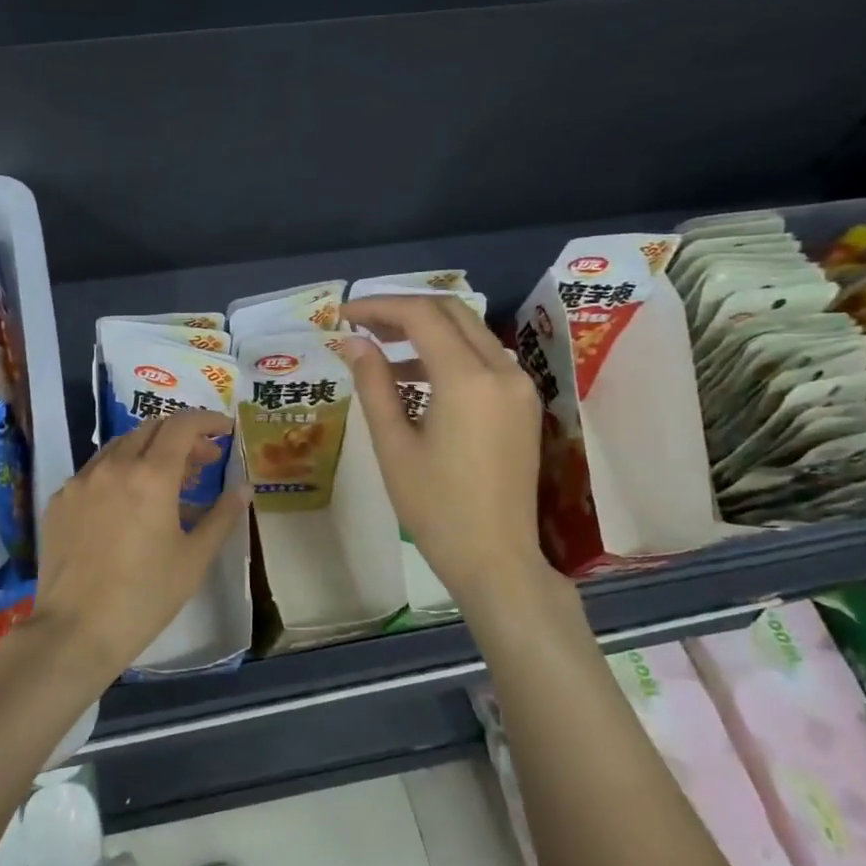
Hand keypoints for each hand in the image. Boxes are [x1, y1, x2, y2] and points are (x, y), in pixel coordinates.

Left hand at [32, 410, 248, 689]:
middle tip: (204, 461)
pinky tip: (127, 503)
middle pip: (150, 430)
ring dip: (149, 452)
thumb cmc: (145, 597)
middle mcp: (112, 466)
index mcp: (151, 476)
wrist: (75, 630)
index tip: (225, 430)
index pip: (182, 425)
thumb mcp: (193, 559)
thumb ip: (221, 517)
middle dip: (181, 437)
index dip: (207, 421)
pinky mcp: (59, 501)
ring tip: (168, 481)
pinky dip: (119, 473)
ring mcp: (80, 481)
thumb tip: (243, 489)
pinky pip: (94, 472)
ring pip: (119, 447)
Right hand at [339, 296, 560, 605]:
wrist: (495, 558)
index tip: (343, 315)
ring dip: (426, 331)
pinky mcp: (522, 405)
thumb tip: (353, 342)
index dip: (379, 307)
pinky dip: (448, 355)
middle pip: (452, 313)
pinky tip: (415, 379)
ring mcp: (519, 387)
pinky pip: (484, 359)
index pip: (421, 316)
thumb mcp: (393, 445)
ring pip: (471, 333)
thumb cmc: (435, 507)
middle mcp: (502, 371)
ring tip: (380, 350)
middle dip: (403, 310)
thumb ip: (374, 384)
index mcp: (468, 379)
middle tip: (361, 325)